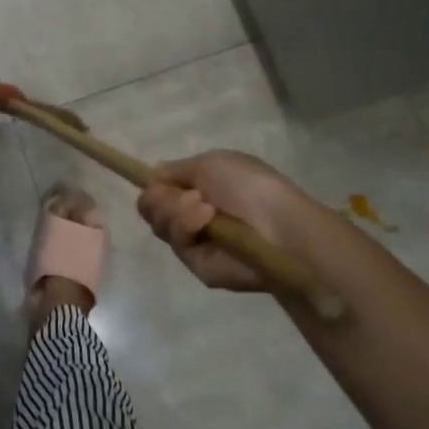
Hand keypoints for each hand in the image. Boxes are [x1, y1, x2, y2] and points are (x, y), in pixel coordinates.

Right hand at [136, 151, 316, 293]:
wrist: (278, 224)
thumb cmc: (249, 185)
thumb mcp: (210, 162)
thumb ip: (176, 169)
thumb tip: (154, 176)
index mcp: (198, 190)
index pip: (160, 190)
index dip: (154, 186)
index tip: (156, 181)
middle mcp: (192, 216)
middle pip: (151, 208)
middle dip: (160, 198)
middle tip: (184, 195)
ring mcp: (195, 242)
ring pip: (159, 224)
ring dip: (176, 210)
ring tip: (204, 207)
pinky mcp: (198, 266)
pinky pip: (175, 243)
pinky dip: (187, 226)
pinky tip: (207, 220)